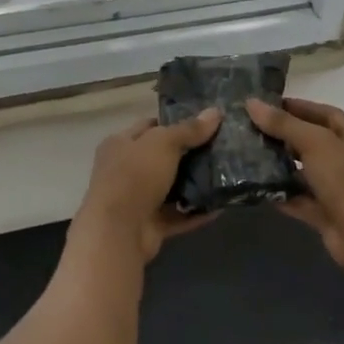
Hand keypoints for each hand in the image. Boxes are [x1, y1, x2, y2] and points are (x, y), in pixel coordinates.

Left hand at [73, 109, 222, 262]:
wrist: (118, 231)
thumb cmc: (135, 176)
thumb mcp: (163, 143)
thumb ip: (189, 129)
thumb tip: (216, 111)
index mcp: (120, 144)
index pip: (150, 126)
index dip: (175, 122)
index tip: (205, 123)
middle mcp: (125, 170)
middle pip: (162, 157)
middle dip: (190, 154)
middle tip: (221, 148)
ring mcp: (137, 199)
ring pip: (171, 188)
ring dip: (195, 184)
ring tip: (225, 174)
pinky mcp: (150, 225)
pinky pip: (178, 215)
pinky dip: (196, 212)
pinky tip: (219, 205)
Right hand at [245, 97, 343, 274]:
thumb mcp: (316, 144)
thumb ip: (284, 124)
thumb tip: (252, 103)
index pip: (326, 114)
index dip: (298, 107)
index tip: (267, 105)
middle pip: (314, 142)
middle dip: (285, 136)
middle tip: (252, 130)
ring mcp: (339, 189)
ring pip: (306, 172)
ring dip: (281, 166)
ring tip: (249, 156)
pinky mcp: (327, 213)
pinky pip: (301, 199)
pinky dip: (282, 194)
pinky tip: (257, 188)